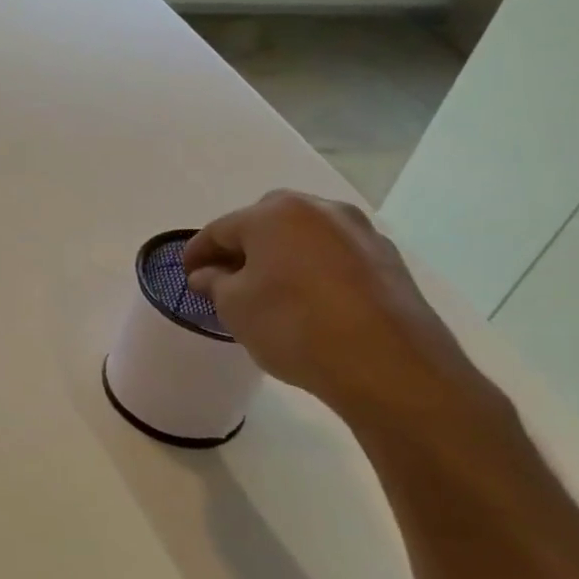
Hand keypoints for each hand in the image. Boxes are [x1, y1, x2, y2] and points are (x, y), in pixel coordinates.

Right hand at [183, 190, 495, 428]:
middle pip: (265, 223)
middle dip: (243, 247)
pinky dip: (315, 271)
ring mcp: (360, 233)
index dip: (197, 253)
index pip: (220, 229)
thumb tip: (210, 275)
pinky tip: (309, 301)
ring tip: (269, 291)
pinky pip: (335, 257)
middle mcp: (319, 210)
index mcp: (273, 213)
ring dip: (282, 257)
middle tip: (227, 279)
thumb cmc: (294, 326)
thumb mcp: (234, 307)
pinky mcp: (389, 261)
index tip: (187, 276)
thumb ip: (215, 283)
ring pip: (304, 238)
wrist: (391, 368)